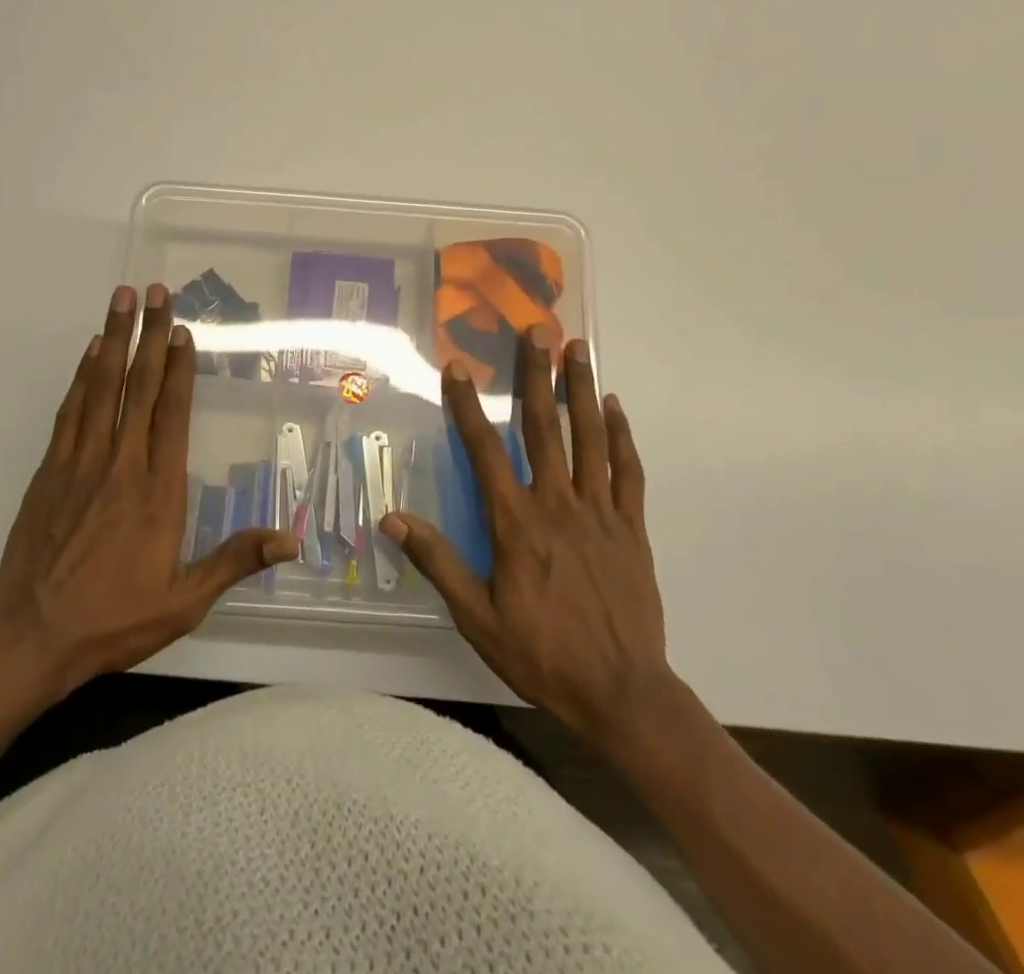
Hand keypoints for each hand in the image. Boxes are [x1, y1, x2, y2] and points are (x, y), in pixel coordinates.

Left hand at [0, 284, 297, 690]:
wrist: (32, 636)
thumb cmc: (114, 619)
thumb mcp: (184, 602)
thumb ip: (234, 561)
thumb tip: (291, 541)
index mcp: (157, 491)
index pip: (171, 414)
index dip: (178, 368)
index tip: (182, 331)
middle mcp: (121, 464)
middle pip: (137, 386)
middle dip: (149, 335)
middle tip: (155, 291)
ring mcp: (80, 463)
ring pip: (100, 388)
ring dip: (113, 340)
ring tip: (121, 300)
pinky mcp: (50, 470)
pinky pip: (70, 411)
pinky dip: (82, 376)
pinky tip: (90, 353)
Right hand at [381, 327, 671, 748]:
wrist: (623, 693)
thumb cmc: (542, 654)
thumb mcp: (477, 617)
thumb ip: (437, 563)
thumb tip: (392, 520)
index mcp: (516, 523)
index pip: (484, 451)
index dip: (468, 406)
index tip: (458, 366)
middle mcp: (558, 504)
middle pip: (544, 427)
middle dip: (536, 375)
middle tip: (536, 331)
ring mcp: (599, 512)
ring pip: (589, 438)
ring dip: (580, 390)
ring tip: (577, 348)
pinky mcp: (631, 528)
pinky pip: (627, 472)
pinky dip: (620, 436)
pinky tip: (614, 407)